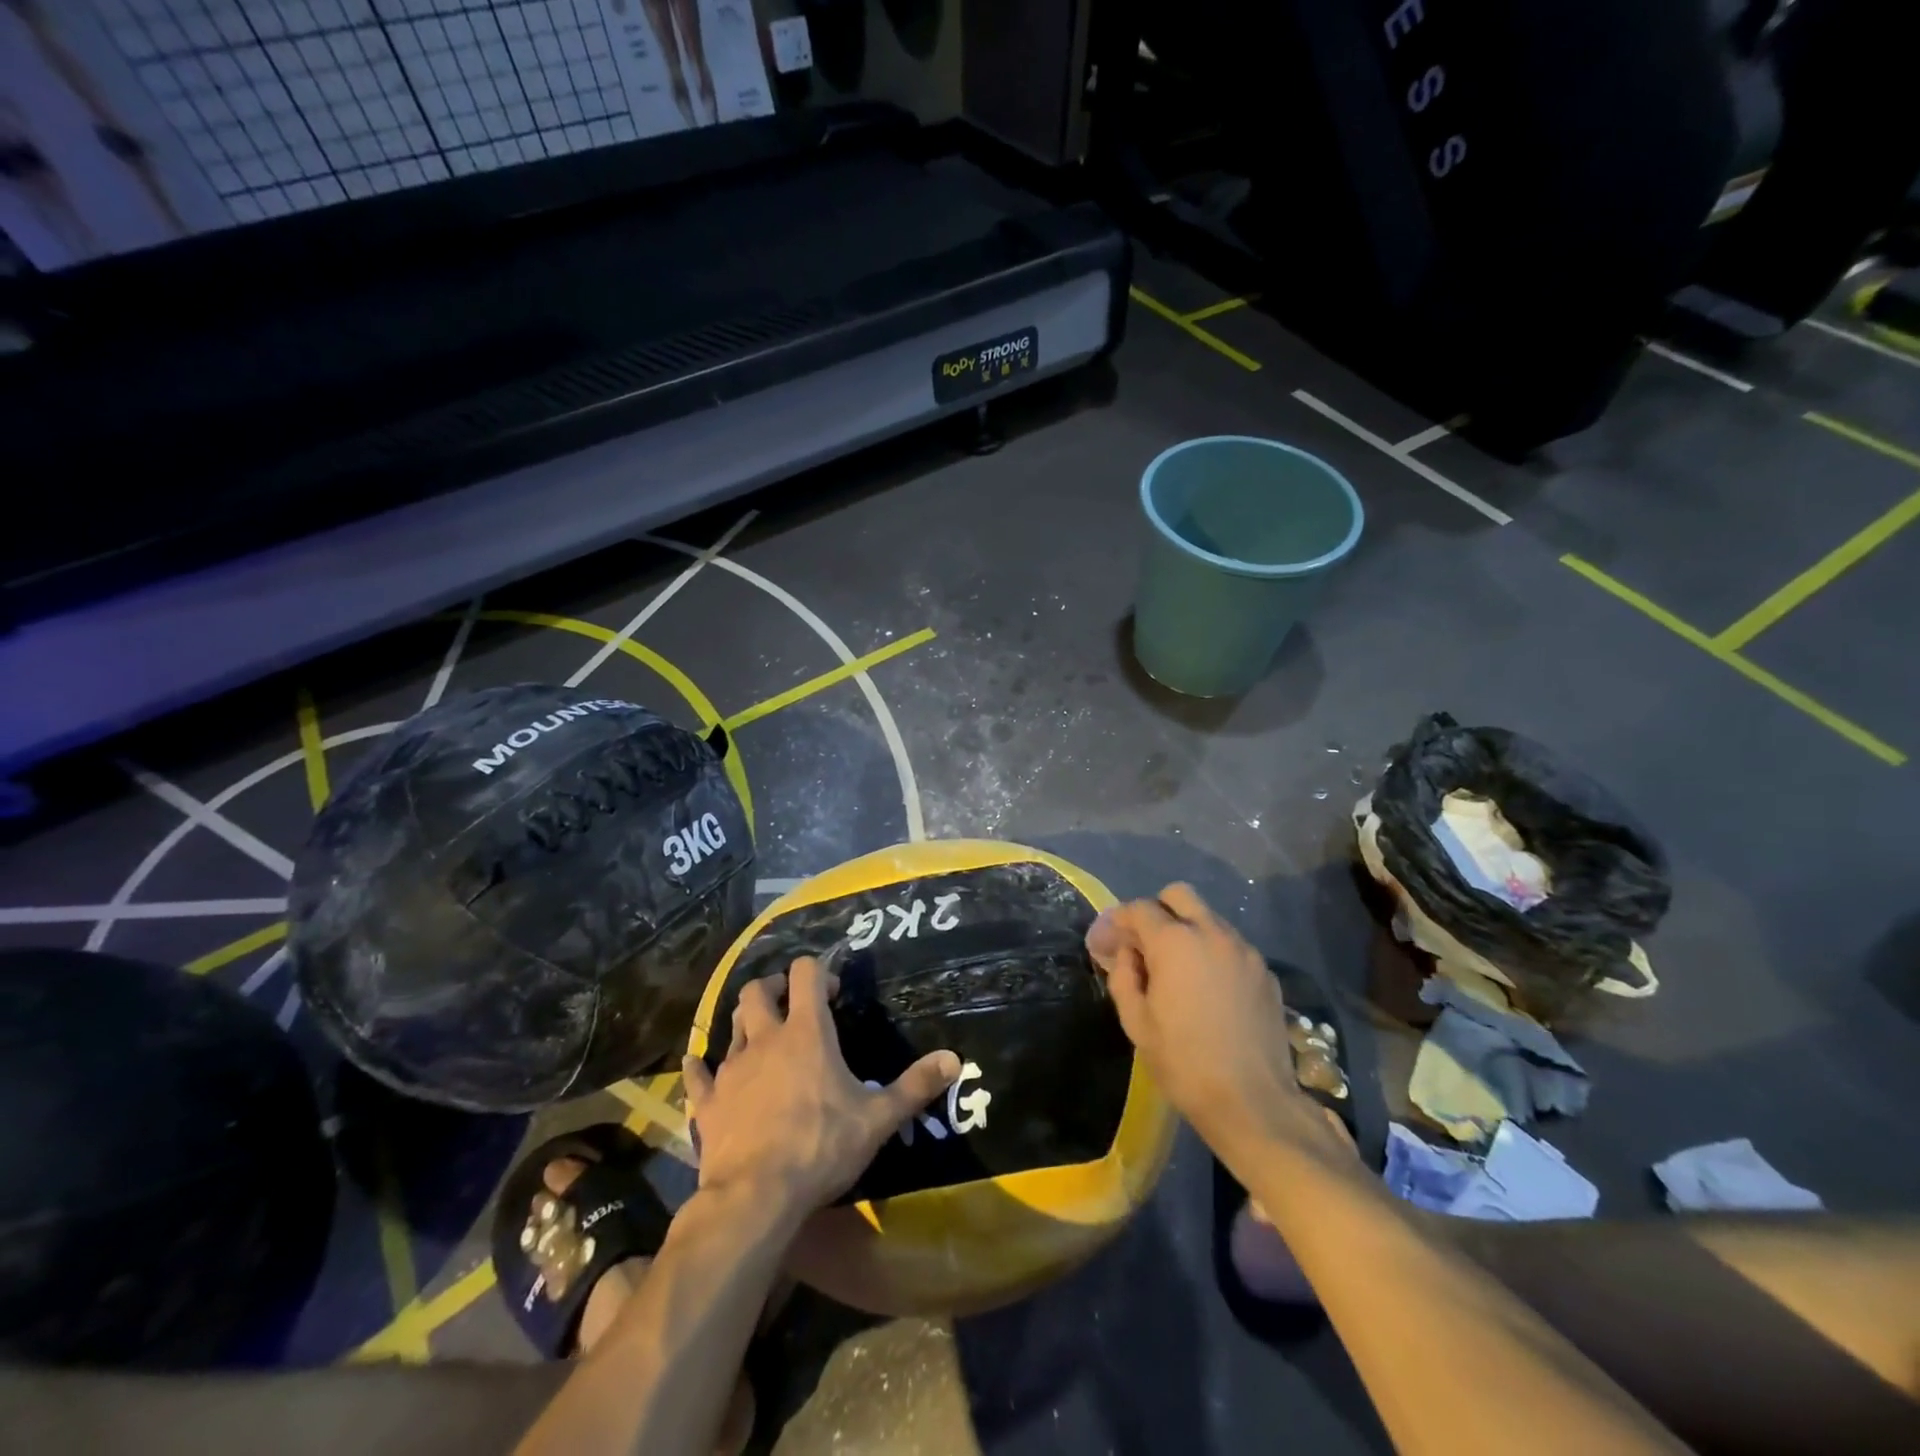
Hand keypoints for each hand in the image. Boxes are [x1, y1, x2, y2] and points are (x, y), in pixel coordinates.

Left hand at [682, 957, 960, 1219]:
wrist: (755, 1197)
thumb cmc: (821, 1147)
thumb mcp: (877, 1119)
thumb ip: (915, 1086)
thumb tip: (954, 1059)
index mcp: (807, 1033)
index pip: (806, 973)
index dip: (818, 971)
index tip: (832, 992)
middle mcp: (766, 1039)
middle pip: (757, 991)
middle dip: (772, 987)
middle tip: (790, 1002)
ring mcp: (731, 1068)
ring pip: (731, 1025)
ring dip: (745, 1022)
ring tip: (759, 1034)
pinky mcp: (708, 1101)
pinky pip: (697, 1074)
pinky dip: (701, 1067)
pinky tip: (700, 1067)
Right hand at [1086, 884, 1307, 1154]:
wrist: (1255, 1103)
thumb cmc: (1184, 1063)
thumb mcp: (1136, 1023)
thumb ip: (1123, 976)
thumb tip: (1125, 953)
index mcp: (1175, 942)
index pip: (1139, 909)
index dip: (1118, 921)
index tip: (1106, 943)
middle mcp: (1212, 933)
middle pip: (1179, 896)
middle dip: (1156, 911)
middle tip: (1144, 946)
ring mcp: (1244, 950)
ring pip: (1209, 918)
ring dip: (1187, 930)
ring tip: (1177, 970)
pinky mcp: (1265, 971)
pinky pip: (1231, 945)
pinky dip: (1213, 952)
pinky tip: (1208, 988)